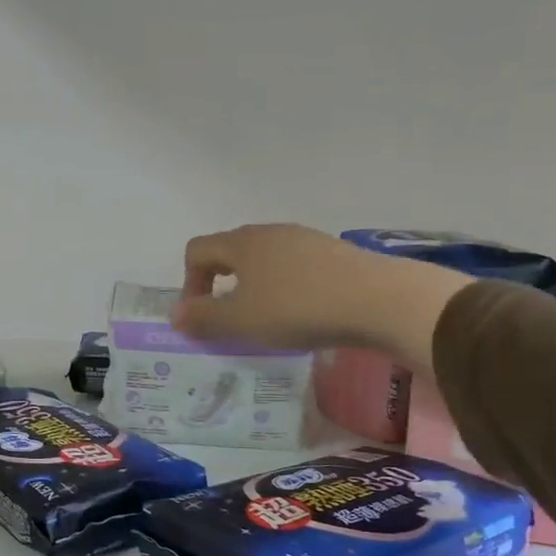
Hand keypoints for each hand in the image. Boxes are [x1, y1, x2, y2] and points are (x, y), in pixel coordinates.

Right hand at [172, 223, 472, 372]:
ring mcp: (305, 240)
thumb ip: (204, 318)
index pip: (197, 250)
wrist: (378, 300)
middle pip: (230, 252)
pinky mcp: (333, 254)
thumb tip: (177, 315)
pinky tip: (303, 315)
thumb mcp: (242, 321)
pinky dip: (286, 289)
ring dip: (255, 289)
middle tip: (231, 322)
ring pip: (265, 261)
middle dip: (222, 286)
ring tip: (268, 322)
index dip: (189, 283)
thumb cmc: (297, 308)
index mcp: (241, 243)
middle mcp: (270, 232)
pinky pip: (295, 268)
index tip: (202, 317)